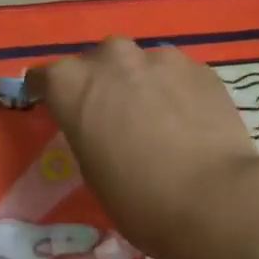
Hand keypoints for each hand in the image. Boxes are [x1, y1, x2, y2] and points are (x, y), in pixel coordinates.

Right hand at [35, 39, 258, 258]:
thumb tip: (103, 128)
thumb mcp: (93, 171)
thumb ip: (89, 134)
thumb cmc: (138, 199)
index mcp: (72, 84)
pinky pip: (176, 74)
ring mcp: (160, 58)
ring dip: (141, 83)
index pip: (45, 78)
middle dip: (100, 83)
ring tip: (156, 118)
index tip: (54, 106)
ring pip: (140, 64)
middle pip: (96, 62)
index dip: (48, 93)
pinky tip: (188, 121)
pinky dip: (175, 90)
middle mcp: (112, 58)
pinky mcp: (200, 68)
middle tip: (112, 116)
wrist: (213, 198)